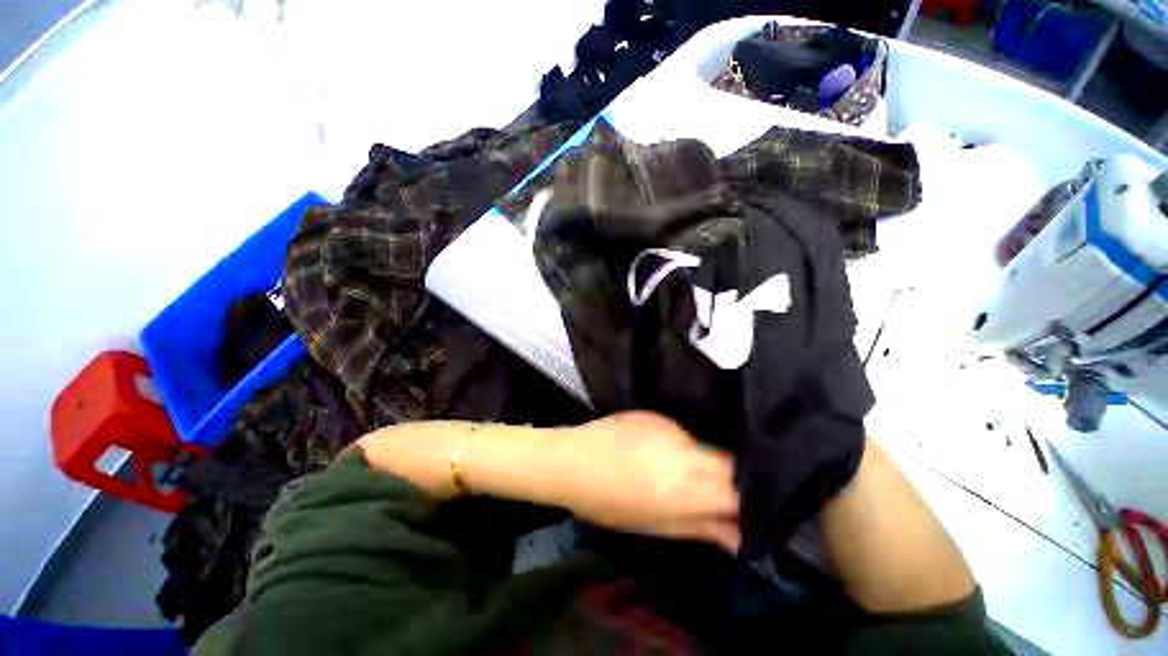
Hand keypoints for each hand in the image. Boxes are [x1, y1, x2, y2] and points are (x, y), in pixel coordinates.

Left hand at [558, 411, 740, 551]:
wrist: (571, 460)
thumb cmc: (608, 503)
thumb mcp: (656, 525)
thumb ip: (702, 528)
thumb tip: (741, 537)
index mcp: (685, 486)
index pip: (739, 488)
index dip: (752, 498)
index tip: (751, 506)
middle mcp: (685, 452)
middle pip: (731, 460)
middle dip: (737, 477)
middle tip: (727, 489)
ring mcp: (671, 428)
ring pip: (711, 442)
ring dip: (713, 459)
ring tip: (699, 470)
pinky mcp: (658, 415)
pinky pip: (687, 431)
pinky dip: (690, 443)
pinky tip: (673, 451)